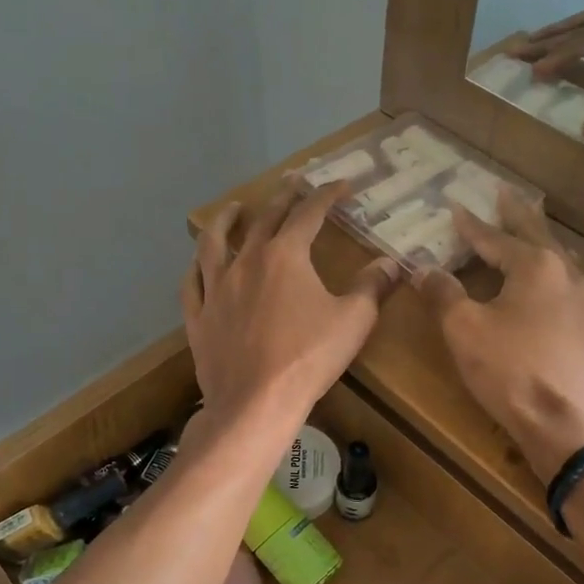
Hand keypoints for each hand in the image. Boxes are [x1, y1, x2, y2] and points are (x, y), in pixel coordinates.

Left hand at [183, 184, 398, 432]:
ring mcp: (216, 288)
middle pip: (263, 219)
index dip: (327, 195)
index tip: (342, 185)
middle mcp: (246, 261)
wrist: (255, 402)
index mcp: (285, 256)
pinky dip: (196, 267)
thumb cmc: (308, 358)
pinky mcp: (198, 316)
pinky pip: (192, 283)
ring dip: (225, 219)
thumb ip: (372, 287)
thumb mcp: (353, 321)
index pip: (309, 214)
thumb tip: (391, 264)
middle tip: (292, 181)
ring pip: (214, 242)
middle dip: (282, 197)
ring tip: (233, 208)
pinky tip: (198, 264)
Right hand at [413, 193, 583, 482]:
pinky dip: (553, 277)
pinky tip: (551, 289)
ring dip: (541, 244)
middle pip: (538, 235)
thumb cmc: (511, 372)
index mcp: (536, 266)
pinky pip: (570, 290)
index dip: (471, 225)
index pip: (496, 238)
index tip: (455, 207)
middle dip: (518, 214)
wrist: (569, 426)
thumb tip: (423, 268)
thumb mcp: (463, 331)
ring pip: (561, 261)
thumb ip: (443, 294)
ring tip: (531, 234)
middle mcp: (568, 275)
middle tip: (505, 193)